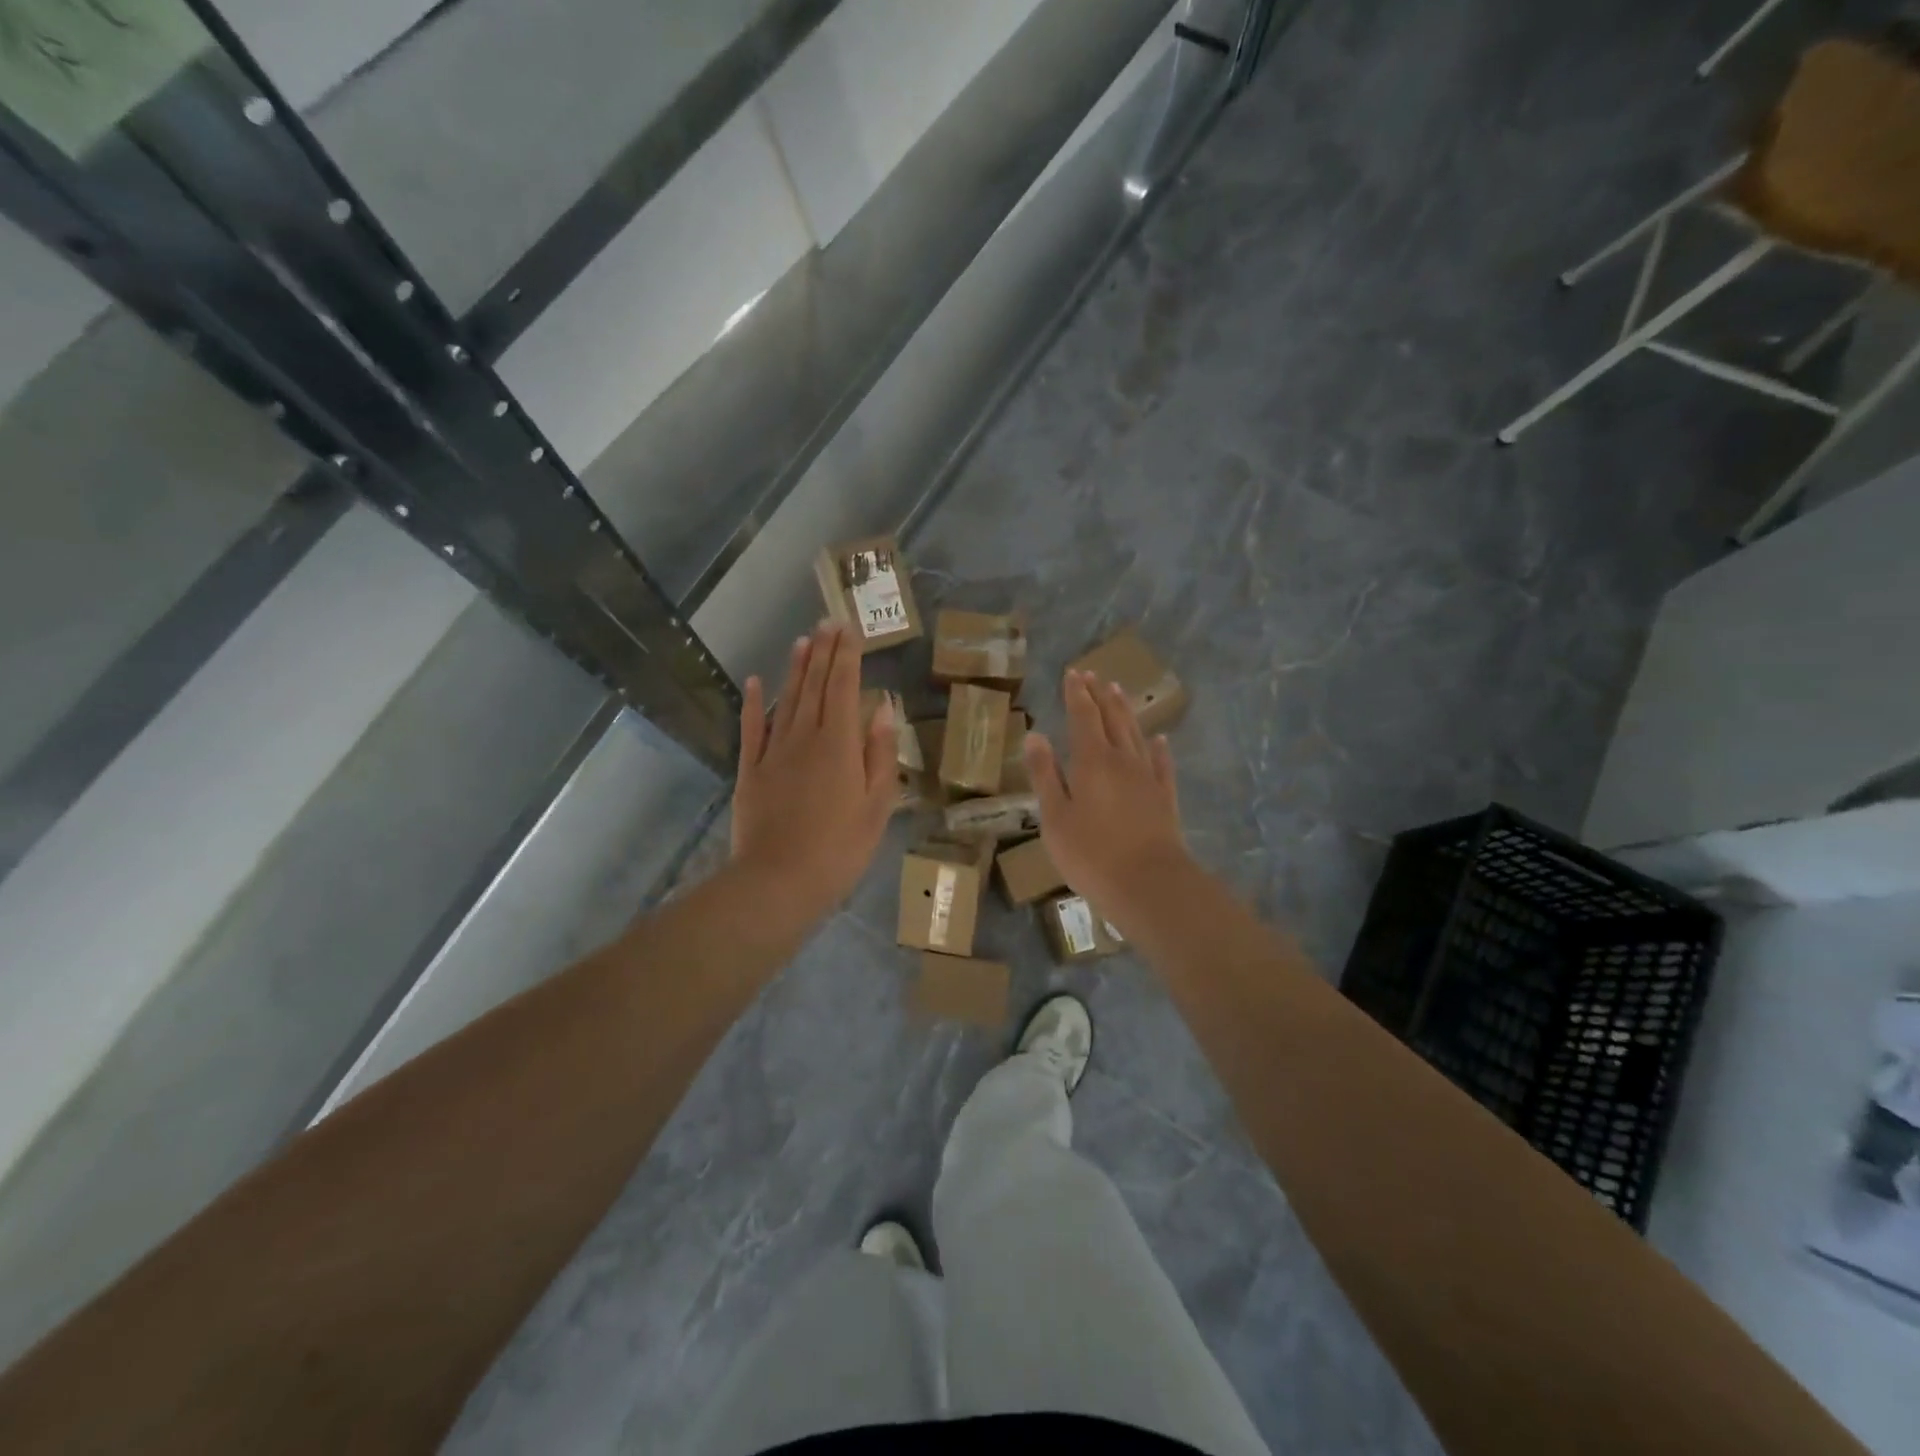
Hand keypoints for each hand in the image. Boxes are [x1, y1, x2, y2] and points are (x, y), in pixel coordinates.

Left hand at [731, 622, 897, 917]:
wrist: (779, 881)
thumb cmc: (840, 848)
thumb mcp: (877, 805)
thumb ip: (880, 753)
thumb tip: (881, 707)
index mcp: (840, 745)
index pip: (844, 688)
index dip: (847, 656)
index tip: (849, 630)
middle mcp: (805, 737)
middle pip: (815, 686)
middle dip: (823, 652)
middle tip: (827, 623)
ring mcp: (773, 752)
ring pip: (787, 700)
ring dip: (795, 669)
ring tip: (802, 641)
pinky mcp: (750, 771)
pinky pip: (752, 729)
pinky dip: (754, 703)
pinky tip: (755, 681)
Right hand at [1024, 668, 1192, 916]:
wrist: (1149, 883)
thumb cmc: (1091, 853)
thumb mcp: (1054, 817)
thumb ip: (1045, 775)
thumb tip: (1035, 735)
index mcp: (1091, 761)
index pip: (1083, 716)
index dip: (1077, 694)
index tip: (1073, 673)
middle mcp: (1122, 759)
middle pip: (1111, 718)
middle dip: (1100, 695)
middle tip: (1093, 675)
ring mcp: (1147, 777)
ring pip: (1135, 734)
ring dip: (1125, 711)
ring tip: (1118, 692)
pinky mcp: (1165, 797)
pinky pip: (1162, 763)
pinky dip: (1159, 747)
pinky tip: (1159, 739)